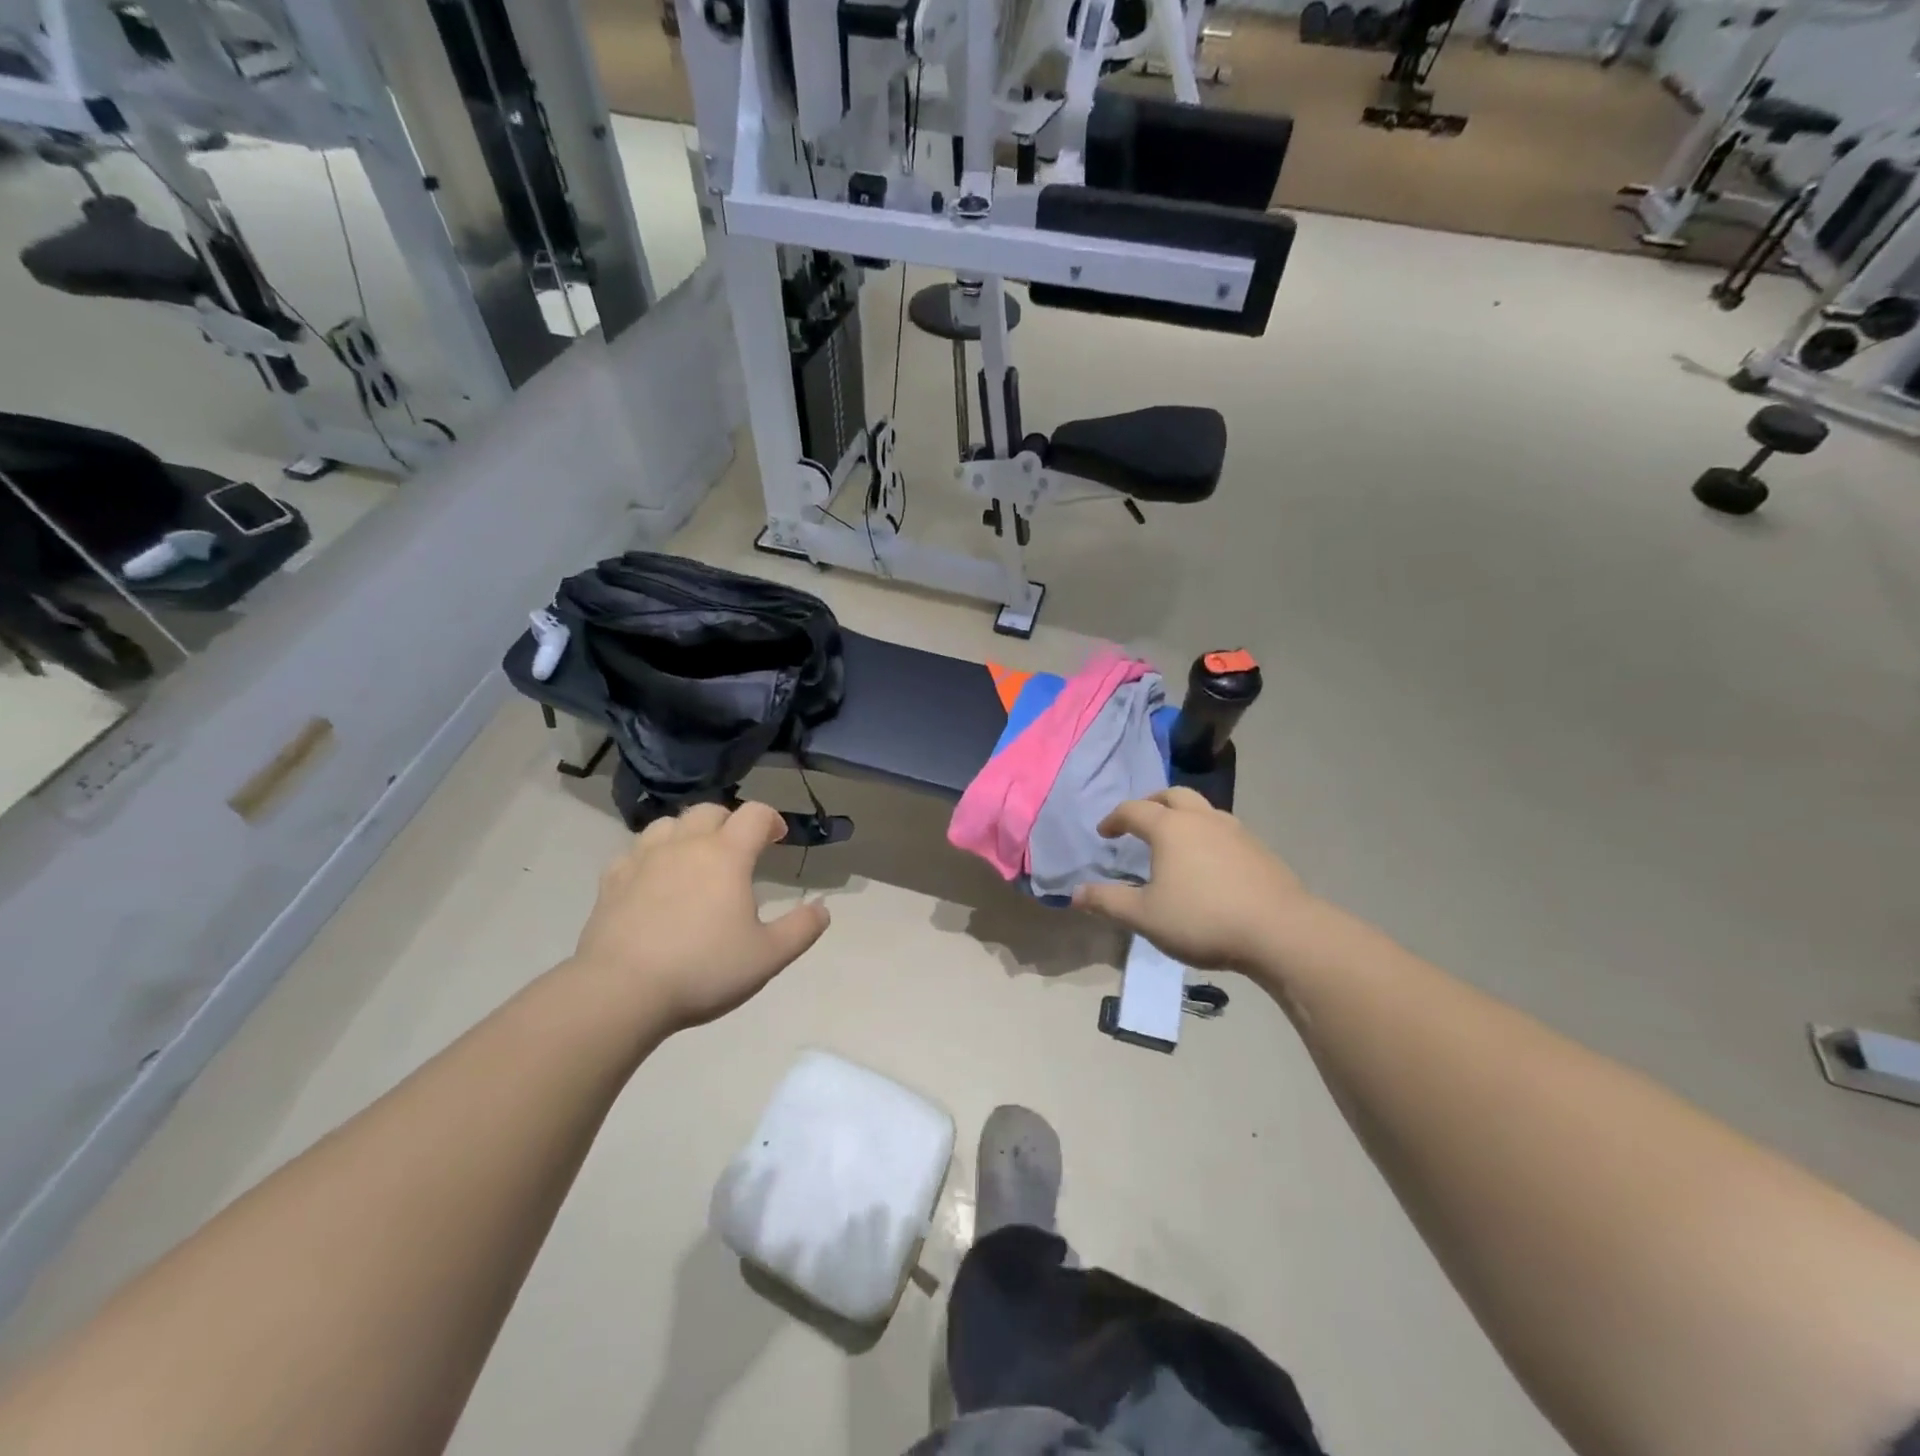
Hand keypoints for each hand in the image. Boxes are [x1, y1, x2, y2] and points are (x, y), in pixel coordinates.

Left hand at [571, 801, 829, 1032]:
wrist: (621, 992)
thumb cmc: (703, 970)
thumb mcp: (768, 956)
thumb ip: (801, 929)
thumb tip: (823, 908)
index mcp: (727, 855)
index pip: (755, 814)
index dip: (771, 819)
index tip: (778, 838)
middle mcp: (686, 845)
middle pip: (710, 810)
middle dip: (729, 821)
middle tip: (738, 850)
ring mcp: (644, 859)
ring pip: (669, 824)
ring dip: (687, 832)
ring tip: (694, 859)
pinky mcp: (612, 880)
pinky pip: (634, 852)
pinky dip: (650, 856)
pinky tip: (653, 880)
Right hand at [1072, 788, 1314, 973]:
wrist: (1280, 931)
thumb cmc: (1203, 919)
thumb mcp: (1145, 916)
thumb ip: (1108, 902)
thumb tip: (1075, 893)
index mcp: (1170, 828)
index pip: (1134, 810)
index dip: (1114, 818)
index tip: (1105, 833)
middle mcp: (1202, 819)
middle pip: (1172, 795)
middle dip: (1150, 803)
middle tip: (1139, 822)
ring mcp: (1235, 831)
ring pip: (1202, 809)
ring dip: (1182, 815)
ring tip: (1174, 840)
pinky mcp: (1259, 849)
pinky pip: (1224, 829)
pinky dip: (1206, 833)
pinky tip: (1208, 862)